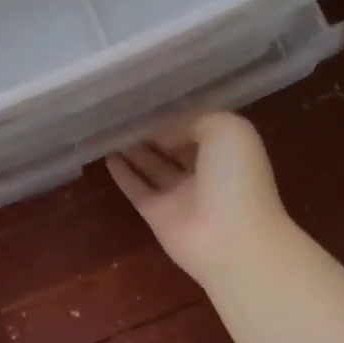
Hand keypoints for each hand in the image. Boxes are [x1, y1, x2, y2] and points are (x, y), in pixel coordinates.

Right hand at [107, 112, 288, 287]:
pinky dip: (123, 175)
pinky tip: (107, 158)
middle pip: (173, 148)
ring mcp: (180, 195)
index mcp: (226, 150)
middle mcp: (204, 171)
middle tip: (124, 115)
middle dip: (153, 133)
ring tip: (110, 132)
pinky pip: (137, 189)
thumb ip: (192, 122)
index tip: (149, 103)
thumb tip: (162, 135)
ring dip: (134, 151)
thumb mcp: (226, 129)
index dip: (174, 116)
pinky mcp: (157, 215)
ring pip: (153, 167)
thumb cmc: (236, 178)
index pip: (196, 128)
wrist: (232, 239)